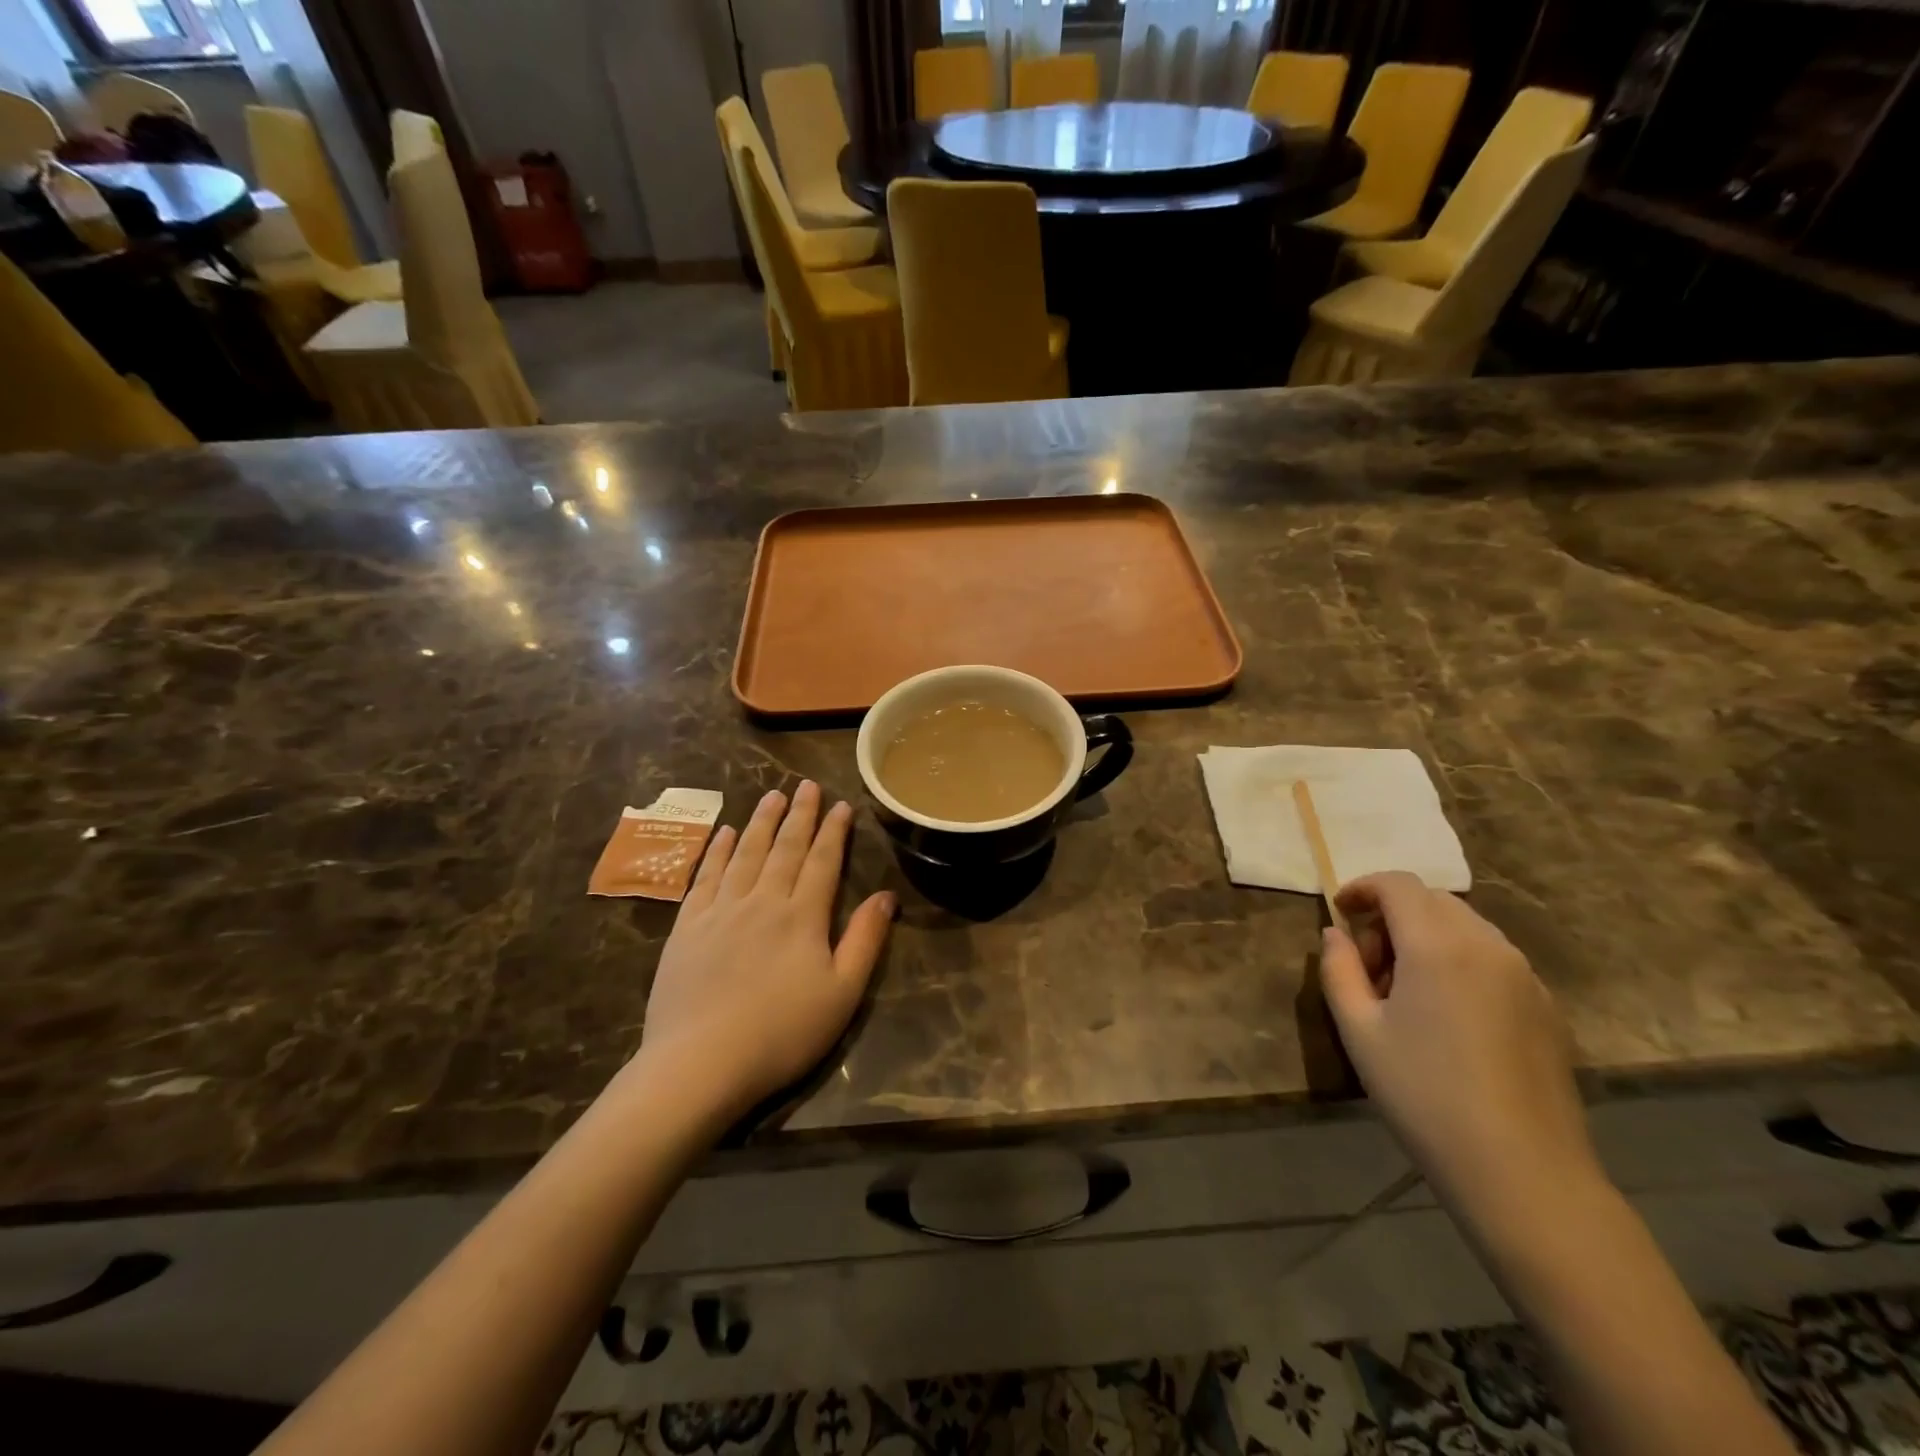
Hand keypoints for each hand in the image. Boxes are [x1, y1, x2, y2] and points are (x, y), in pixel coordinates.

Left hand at [633, 782, 894, 1122]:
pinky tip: (723, 833)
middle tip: (806, 785)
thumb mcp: (841, 993)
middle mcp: (762, 901)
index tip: (841, 805)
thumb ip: (865, 940)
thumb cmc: (781, 1033)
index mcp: (802, 916)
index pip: (823, 861)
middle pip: (784, 848)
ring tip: (771, 795)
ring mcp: (720, 910)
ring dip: (760, 821)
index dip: (834, 831)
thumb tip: (886, 895)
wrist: (700, 1063)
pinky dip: (717, 851)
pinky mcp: (687, 926)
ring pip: (745, 853)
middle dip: (799, 815)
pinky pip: (705, 876)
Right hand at [1319, 872, 1599, 1214]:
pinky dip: (1459, 961)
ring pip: (1465, 927)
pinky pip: (1492, 959)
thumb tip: (1335, 935)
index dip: (1362, 888)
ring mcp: (1525, 976)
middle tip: (1367, 964)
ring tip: (1405, 992)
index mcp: (1438, 945)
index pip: (1398, 884)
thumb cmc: (1425, 1095)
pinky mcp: (1546, 1006)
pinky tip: (1446, 1016)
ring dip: (1426, 937)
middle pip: (1432, 901)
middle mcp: (1488, 946)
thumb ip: (1338, 970)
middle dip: (1391, 915)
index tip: (1339, 913)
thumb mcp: (1359, 1031)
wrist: (1523, 1172)